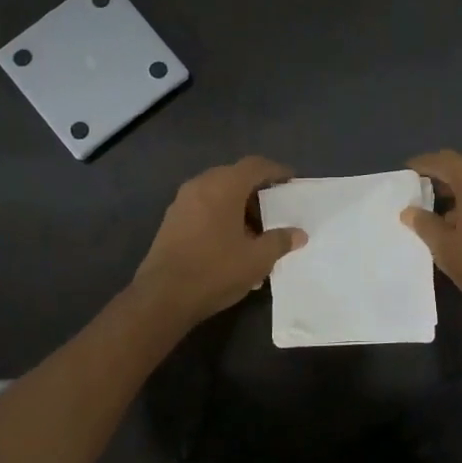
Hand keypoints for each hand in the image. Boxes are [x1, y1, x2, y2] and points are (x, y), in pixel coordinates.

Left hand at [132, 156, 305, 324]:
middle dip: (257, 191)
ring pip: (218, 193)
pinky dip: (221, 216)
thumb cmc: (215, 270)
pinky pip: (204, 207)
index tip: (292, 182)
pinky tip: (232, 243)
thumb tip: (298, 234)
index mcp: (224, 186)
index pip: (255, 165)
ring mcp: (182, 202)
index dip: (276, 171)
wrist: (162, 297)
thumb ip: (280, 241)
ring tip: (256, 232)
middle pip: (235, 177)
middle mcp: (200, 185)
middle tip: (275, 211)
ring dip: (238, 206)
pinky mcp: (171, 221)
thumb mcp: (257, 259)